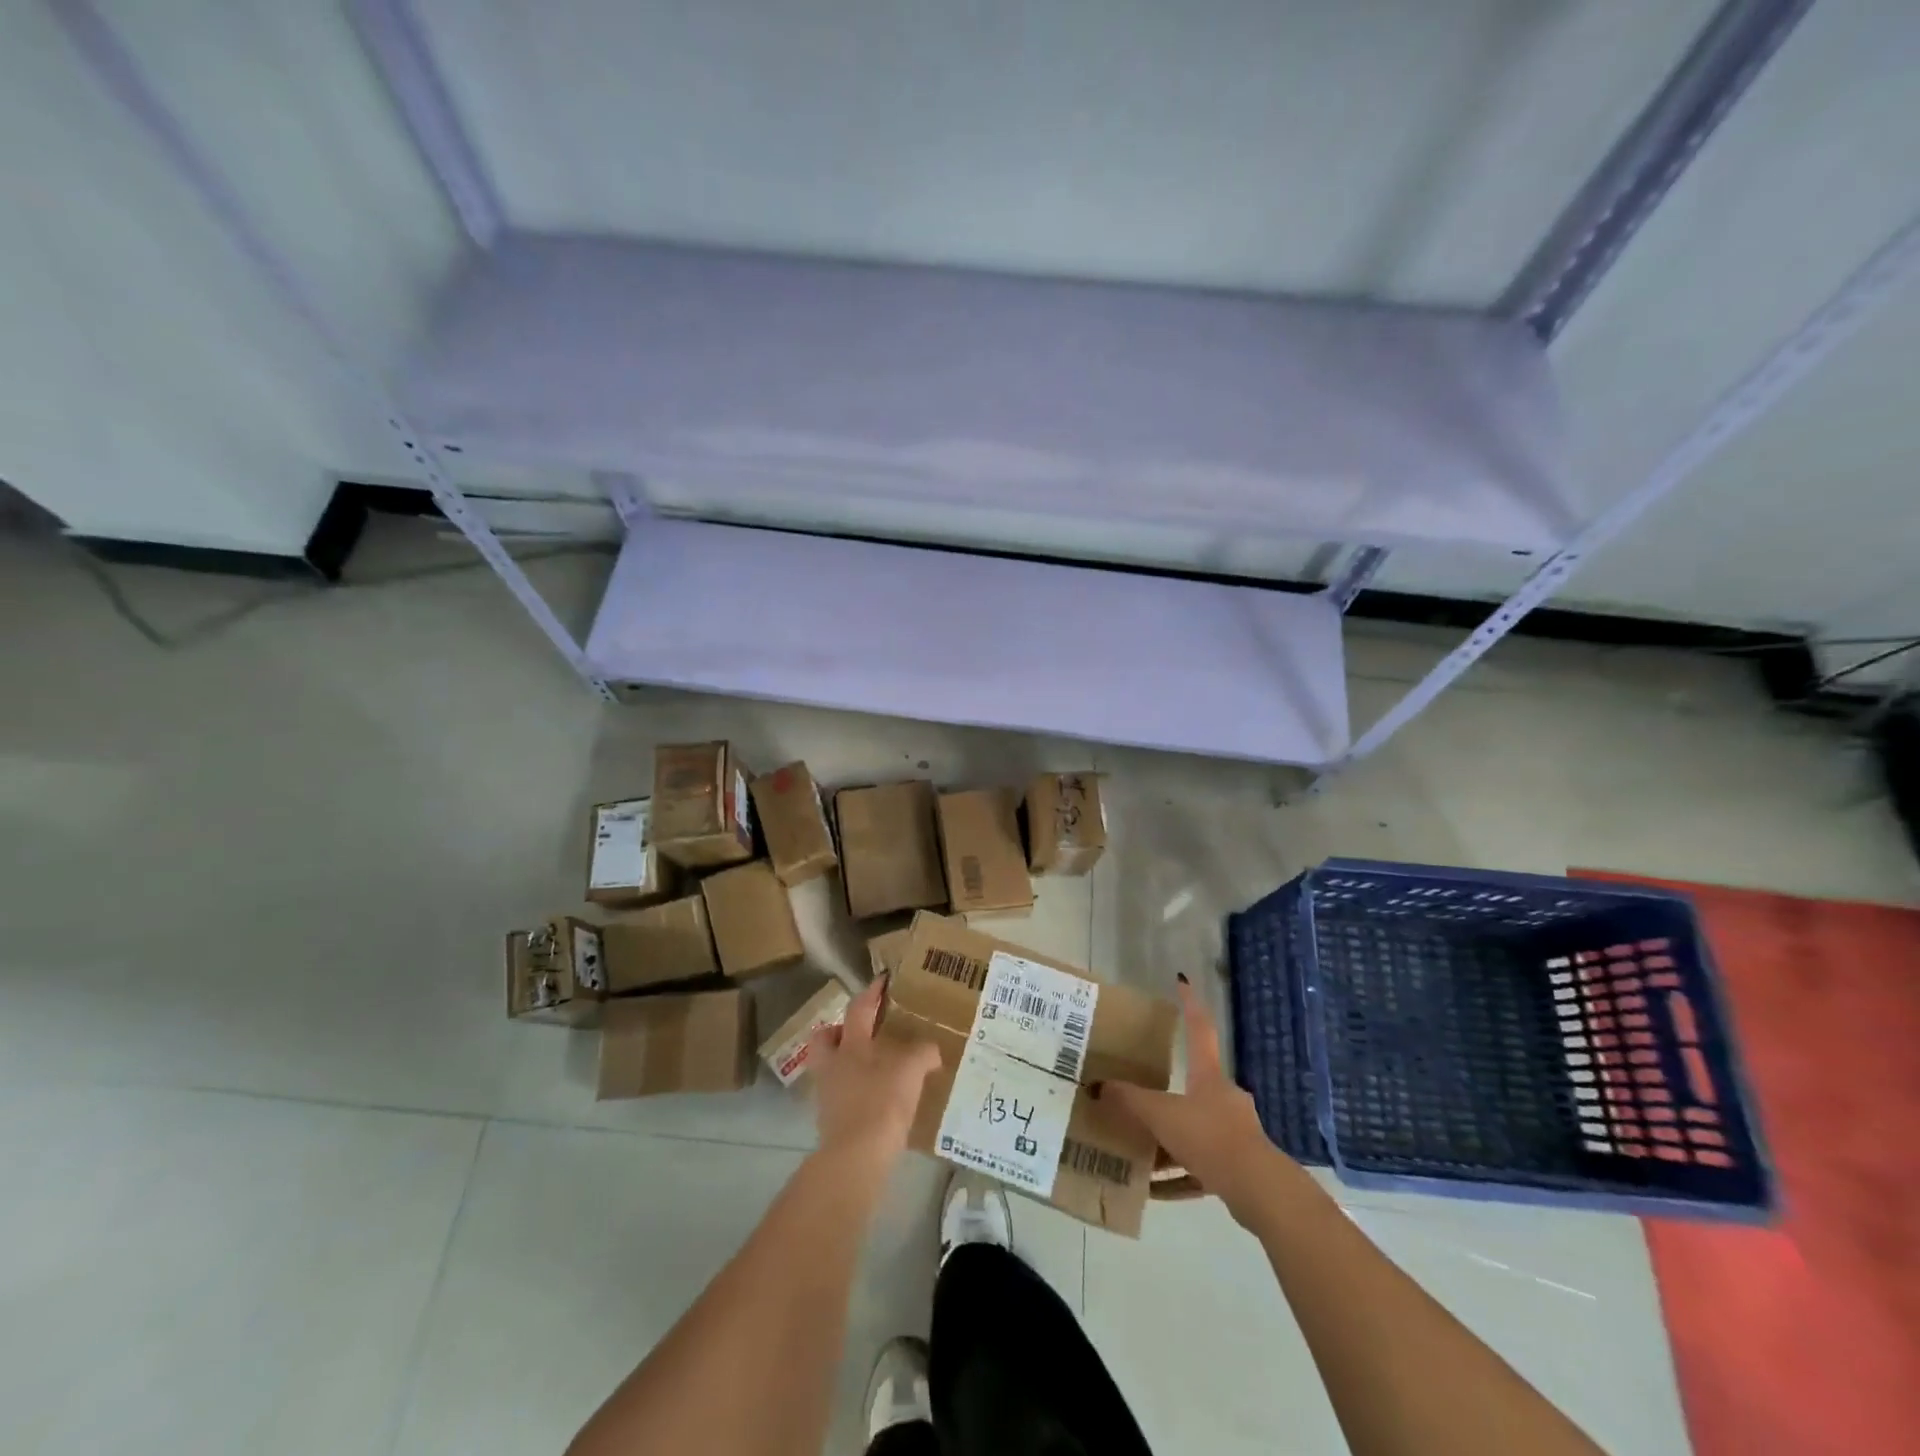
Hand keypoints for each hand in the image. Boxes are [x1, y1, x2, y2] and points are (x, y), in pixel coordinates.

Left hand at [806, 975, 941, 1170]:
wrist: (856, 1157)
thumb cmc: (881, 1102)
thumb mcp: (910, 1071)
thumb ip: (922, 1054)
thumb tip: (931, 1050)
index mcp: (850, 1045)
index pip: (859, 1009)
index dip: (871, 992)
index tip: (882, 979)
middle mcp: (833, 1065)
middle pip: (825, 1039)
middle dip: (839, 1031)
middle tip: (862, 1033)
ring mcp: (828, 1095)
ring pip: (831, 1068)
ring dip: (848, 1064)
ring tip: (875, 1068)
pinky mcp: (831, 1123)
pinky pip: (841, 1096)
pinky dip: (855, 1092)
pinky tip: (876, 1099)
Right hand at [1103, 975, 1295, 1223]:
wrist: (1260, 1191)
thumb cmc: (1210, 1137)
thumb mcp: (1162, 1116)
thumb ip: (1130, 1101)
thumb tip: (1097, 1087)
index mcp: (1209, 1076)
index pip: (1198, 1028)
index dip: (1189, 1004)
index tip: (1182, 982)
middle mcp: (1224, 1098)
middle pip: (1192, 1086)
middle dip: (1165, 1093)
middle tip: (1138, 1097)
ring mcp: (1234, 1133)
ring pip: (1194, 1130)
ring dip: (1167, 1141)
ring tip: (1138, 1153)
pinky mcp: (1237, 1167)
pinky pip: (1200, 1166)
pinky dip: (1178, 1176)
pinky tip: (1154, 1192)